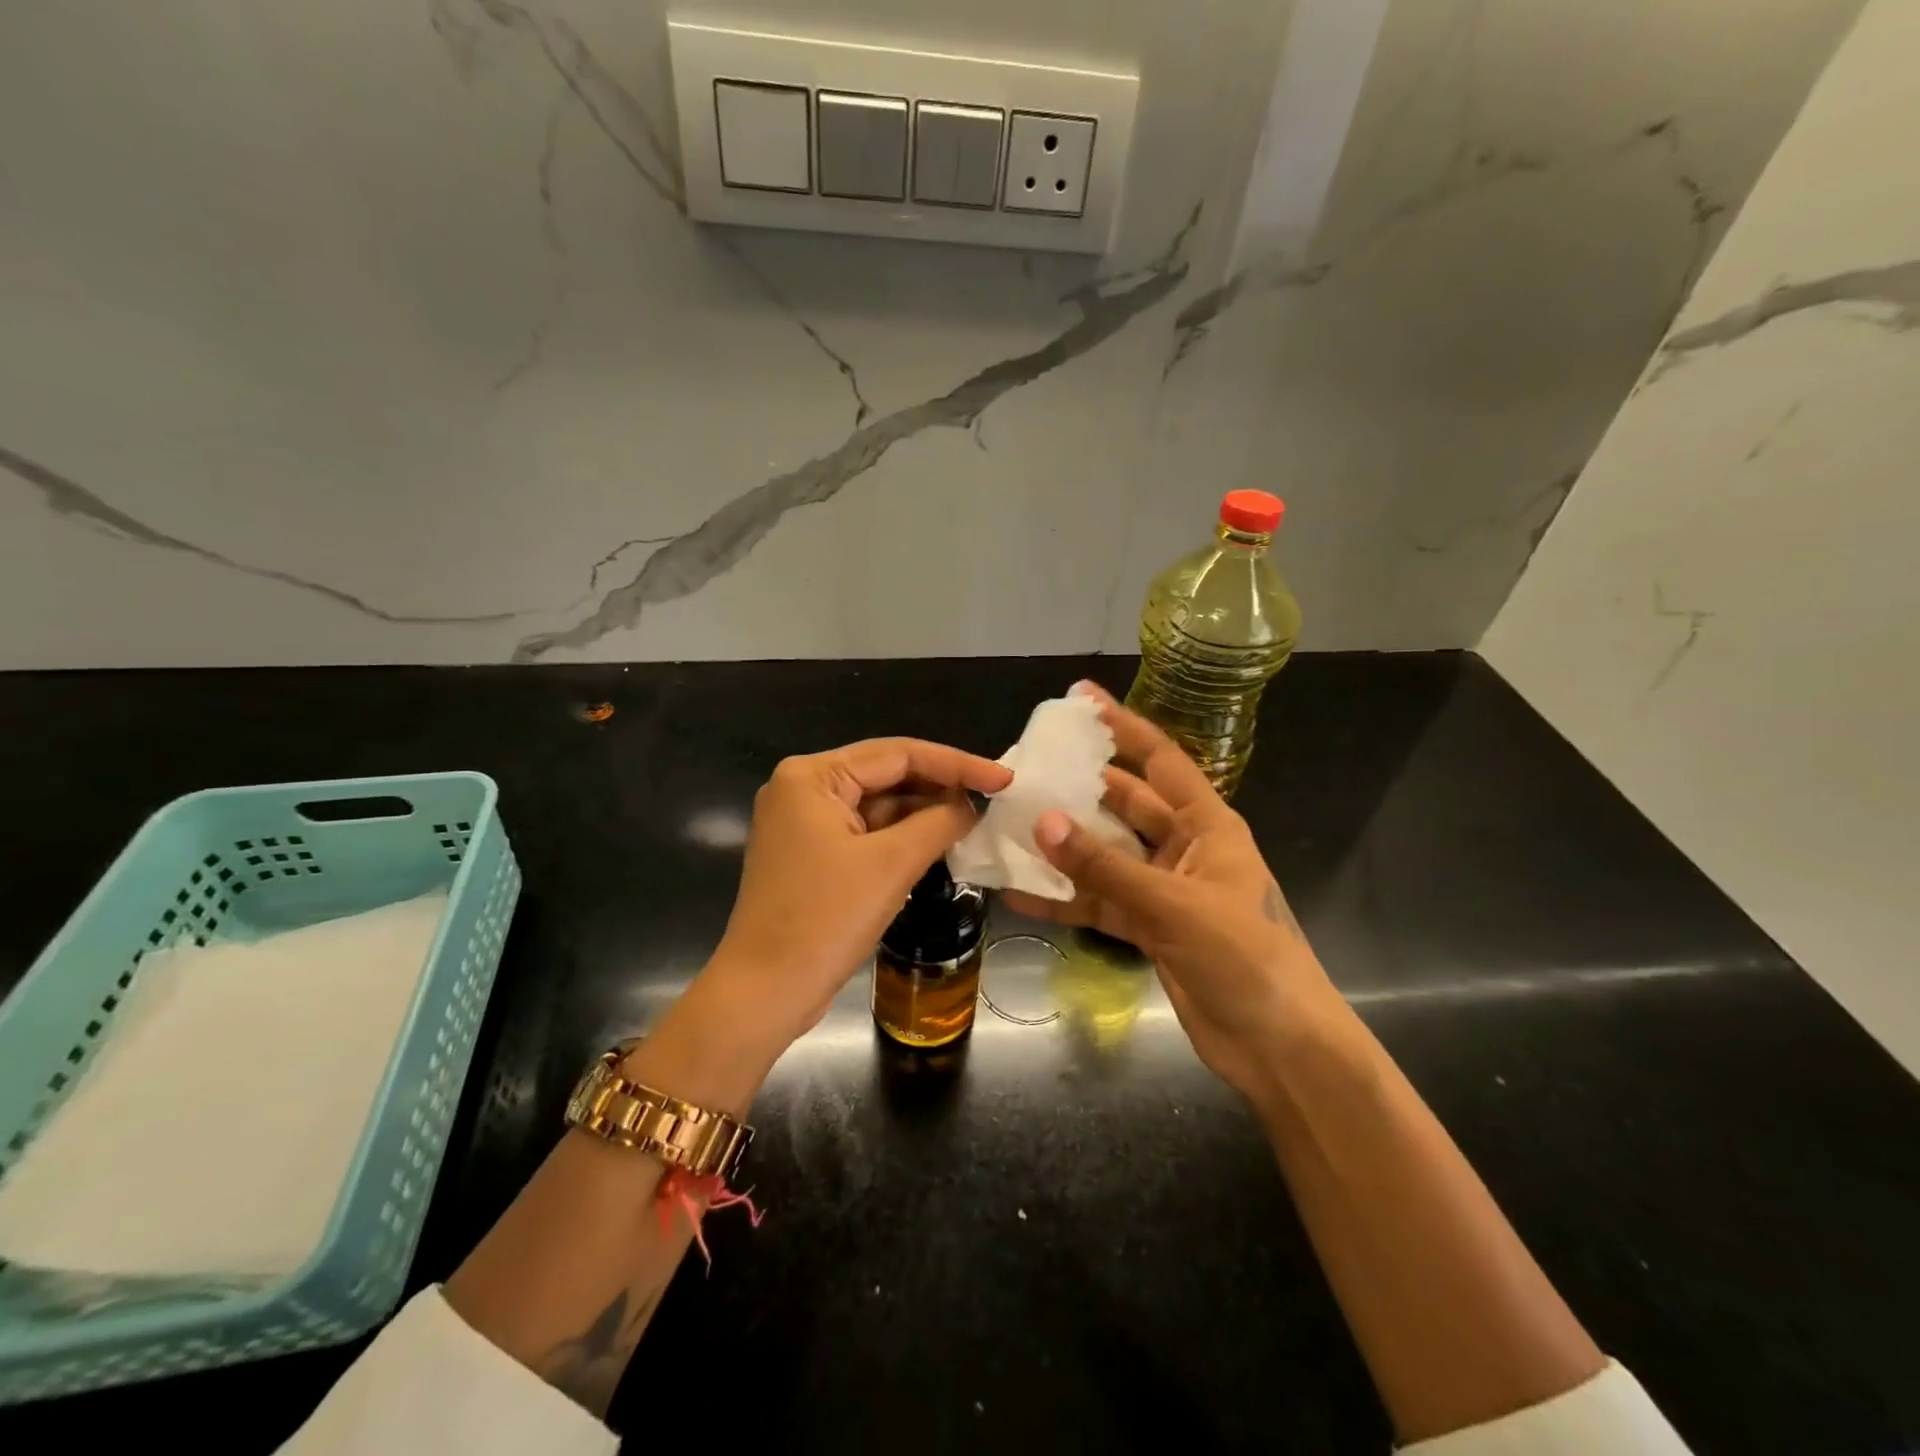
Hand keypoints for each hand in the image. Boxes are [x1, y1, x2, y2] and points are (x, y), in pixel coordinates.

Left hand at [705, 738, 1011, 1054]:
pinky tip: (938, 842)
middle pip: (886, 775)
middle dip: (939, 787)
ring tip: (975, 821)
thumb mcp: (891, 865)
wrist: (764, 993)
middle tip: (993, 798)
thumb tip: (970, 806)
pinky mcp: (810, 854)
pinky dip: (901, 837)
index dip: (956, 764)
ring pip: (877, 805)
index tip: (1004, 778)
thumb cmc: (825, 920)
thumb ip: (939, 823)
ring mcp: (803, 822)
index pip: (897, 754)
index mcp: (811, 776)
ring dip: (923, 813)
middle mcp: (801, 788)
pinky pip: (865, 831)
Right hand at [1003, 687, 1343, 1102]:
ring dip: (1064, 846)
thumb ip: (1105, 866)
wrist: (1278, 1046)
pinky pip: (1099, 903)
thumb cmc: (1243, 957)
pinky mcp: (1148, 928)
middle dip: (1080, 789)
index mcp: (1208, 825)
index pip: (1160, 760)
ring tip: (1011, 827)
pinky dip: (1065, 899)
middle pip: (1124, 805)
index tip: (1082, 699)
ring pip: (1105, 856)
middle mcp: (1184, 848)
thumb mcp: (1172, 905)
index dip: (1123, 727)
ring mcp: (1163, 890)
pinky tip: (1019, 893)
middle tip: (1028, 771)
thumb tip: (1043, 821)